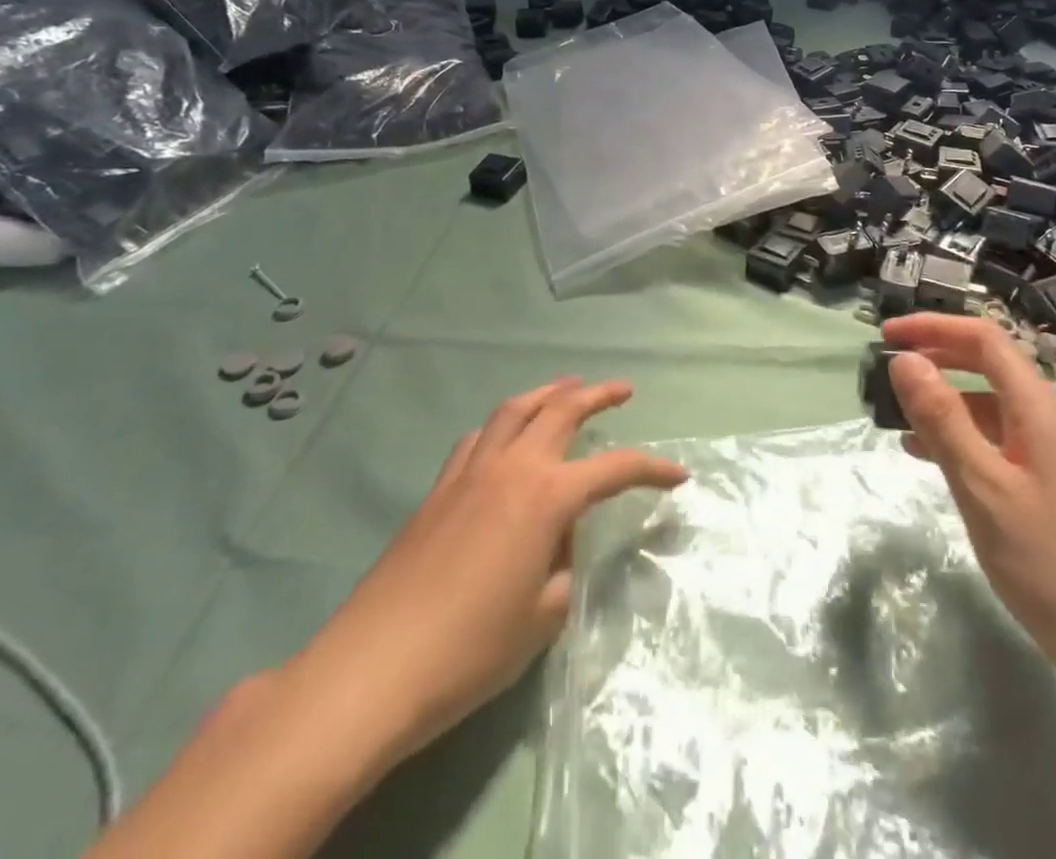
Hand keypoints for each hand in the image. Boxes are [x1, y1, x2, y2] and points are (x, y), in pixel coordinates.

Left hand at [290, 377, 686, 766]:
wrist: (375, 667)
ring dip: (547, 393)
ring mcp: (470, 472)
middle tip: (622, 389)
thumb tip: (560, 545)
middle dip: (597, 395)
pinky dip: (503, 424)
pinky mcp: (439, 488)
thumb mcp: (542, 616)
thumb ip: (564, 569)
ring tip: (567, 388)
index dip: (653, 469)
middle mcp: (512, 467)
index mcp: (547, 496)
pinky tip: (505, 436)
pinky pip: (479, 437)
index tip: (680, 476)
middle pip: (561, 411)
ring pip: (515, 410)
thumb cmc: (471, 649)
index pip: (614, 468)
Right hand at [882, 314, 1055, 703]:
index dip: (933, 327)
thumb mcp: (985, 489)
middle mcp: (1049, 418)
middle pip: (987, 365)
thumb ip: (943, 419)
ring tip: (895, 419)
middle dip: (935, 359)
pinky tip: (929, 458)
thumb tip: (905, 359)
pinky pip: (997, 441)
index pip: (983, 338)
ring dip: (942, 402)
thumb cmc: (1054, 566)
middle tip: (885, 372)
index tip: (886, 333)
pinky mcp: (1051, 485)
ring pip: (989, 405)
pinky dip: (960, 437)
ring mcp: (1053, 452)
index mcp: (1039, 407)